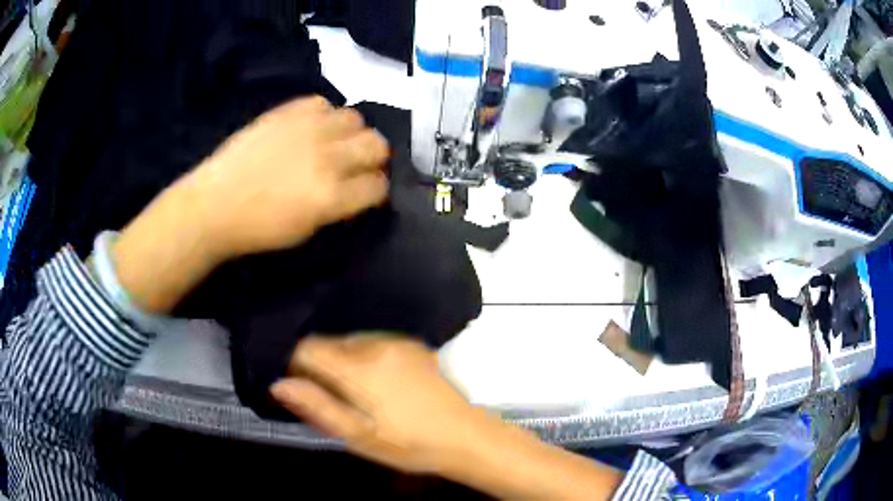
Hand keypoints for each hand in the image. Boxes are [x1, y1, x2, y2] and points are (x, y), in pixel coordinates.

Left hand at [188, 96, 389, 260]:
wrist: (215, 204)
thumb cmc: (258, 229)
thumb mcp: (307, 231)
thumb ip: (339, 207)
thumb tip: (357, 189)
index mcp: (331, 196)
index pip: (379, 185)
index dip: (376, 190)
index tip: (366, 192)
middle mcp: (328, 157)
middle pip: (378, 144)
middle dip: (373, 157)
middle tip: (355, 164)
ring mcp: (308, 129)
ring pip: (355, 118)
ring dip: (350, 133)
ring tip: (331, 143)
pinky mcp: (287, 112)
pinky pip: (322, 103)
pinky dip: (322, 115)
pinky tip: (309, 129)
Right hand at [271, 335, 488, 474]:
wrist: (465, 436)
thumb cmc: (408, 444)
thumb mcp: (359, 436)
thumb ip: (317, 407)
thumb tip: (278, 384)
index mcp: (359, 368)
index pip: (308, 348)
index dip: (293, 363)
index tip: (295, 384)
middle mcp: (376, 345)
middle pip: (328, 343)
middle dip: (318, 365)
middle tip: (325, 396)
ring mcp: (397, 341)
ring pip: (349, 342)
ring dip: (340, 361)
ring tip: (352, 393)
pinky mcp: (412, 344)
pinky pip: (373, 342)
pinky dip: (362, 357)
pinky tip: (375, 383)